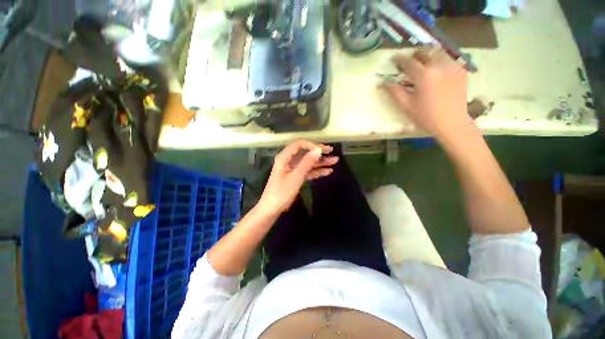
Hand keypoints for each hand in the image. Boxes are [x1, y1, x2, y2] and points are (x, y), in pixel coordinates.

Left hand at [257, 140, 338, 215]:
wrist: (272, 209)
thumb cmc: (281, 192)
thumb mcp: (296, 177)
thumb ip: (307, 163)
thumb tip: (318, 149)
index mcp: (284, 157)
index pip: (299, 144)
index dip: (311, 145)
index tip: (323, 150)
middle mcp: (288, 160)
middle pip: (305, 153)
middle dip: (318, 152)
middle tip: (332, 151)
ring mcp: (292, 169)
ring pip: (307, 162)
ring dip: (320, 162)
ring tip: (334, 161)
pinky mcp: (295, 177)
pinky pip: (307, 171)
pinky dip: (316, 171)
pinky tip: (327, 171)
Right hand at [382, 46, 471, 140]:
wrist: (452, 123)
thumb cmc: (426, 116)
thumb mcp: (406, 105)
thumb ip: (394, 91)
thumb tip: (382, 82)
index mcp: (424, 75)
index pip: (408, 61)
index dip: (399, 59)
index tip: (393, 58)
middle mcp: (439, 65)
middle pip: (425, 51)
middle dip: (415, 54)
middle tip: (409, 60)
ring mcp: (452, 66)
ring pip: (438, 52)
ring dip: (428, 54)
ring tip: (422, 62)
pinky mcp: (461, 70)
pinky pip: (448, 58)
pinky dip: (439, 60)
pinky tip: (436, 69)